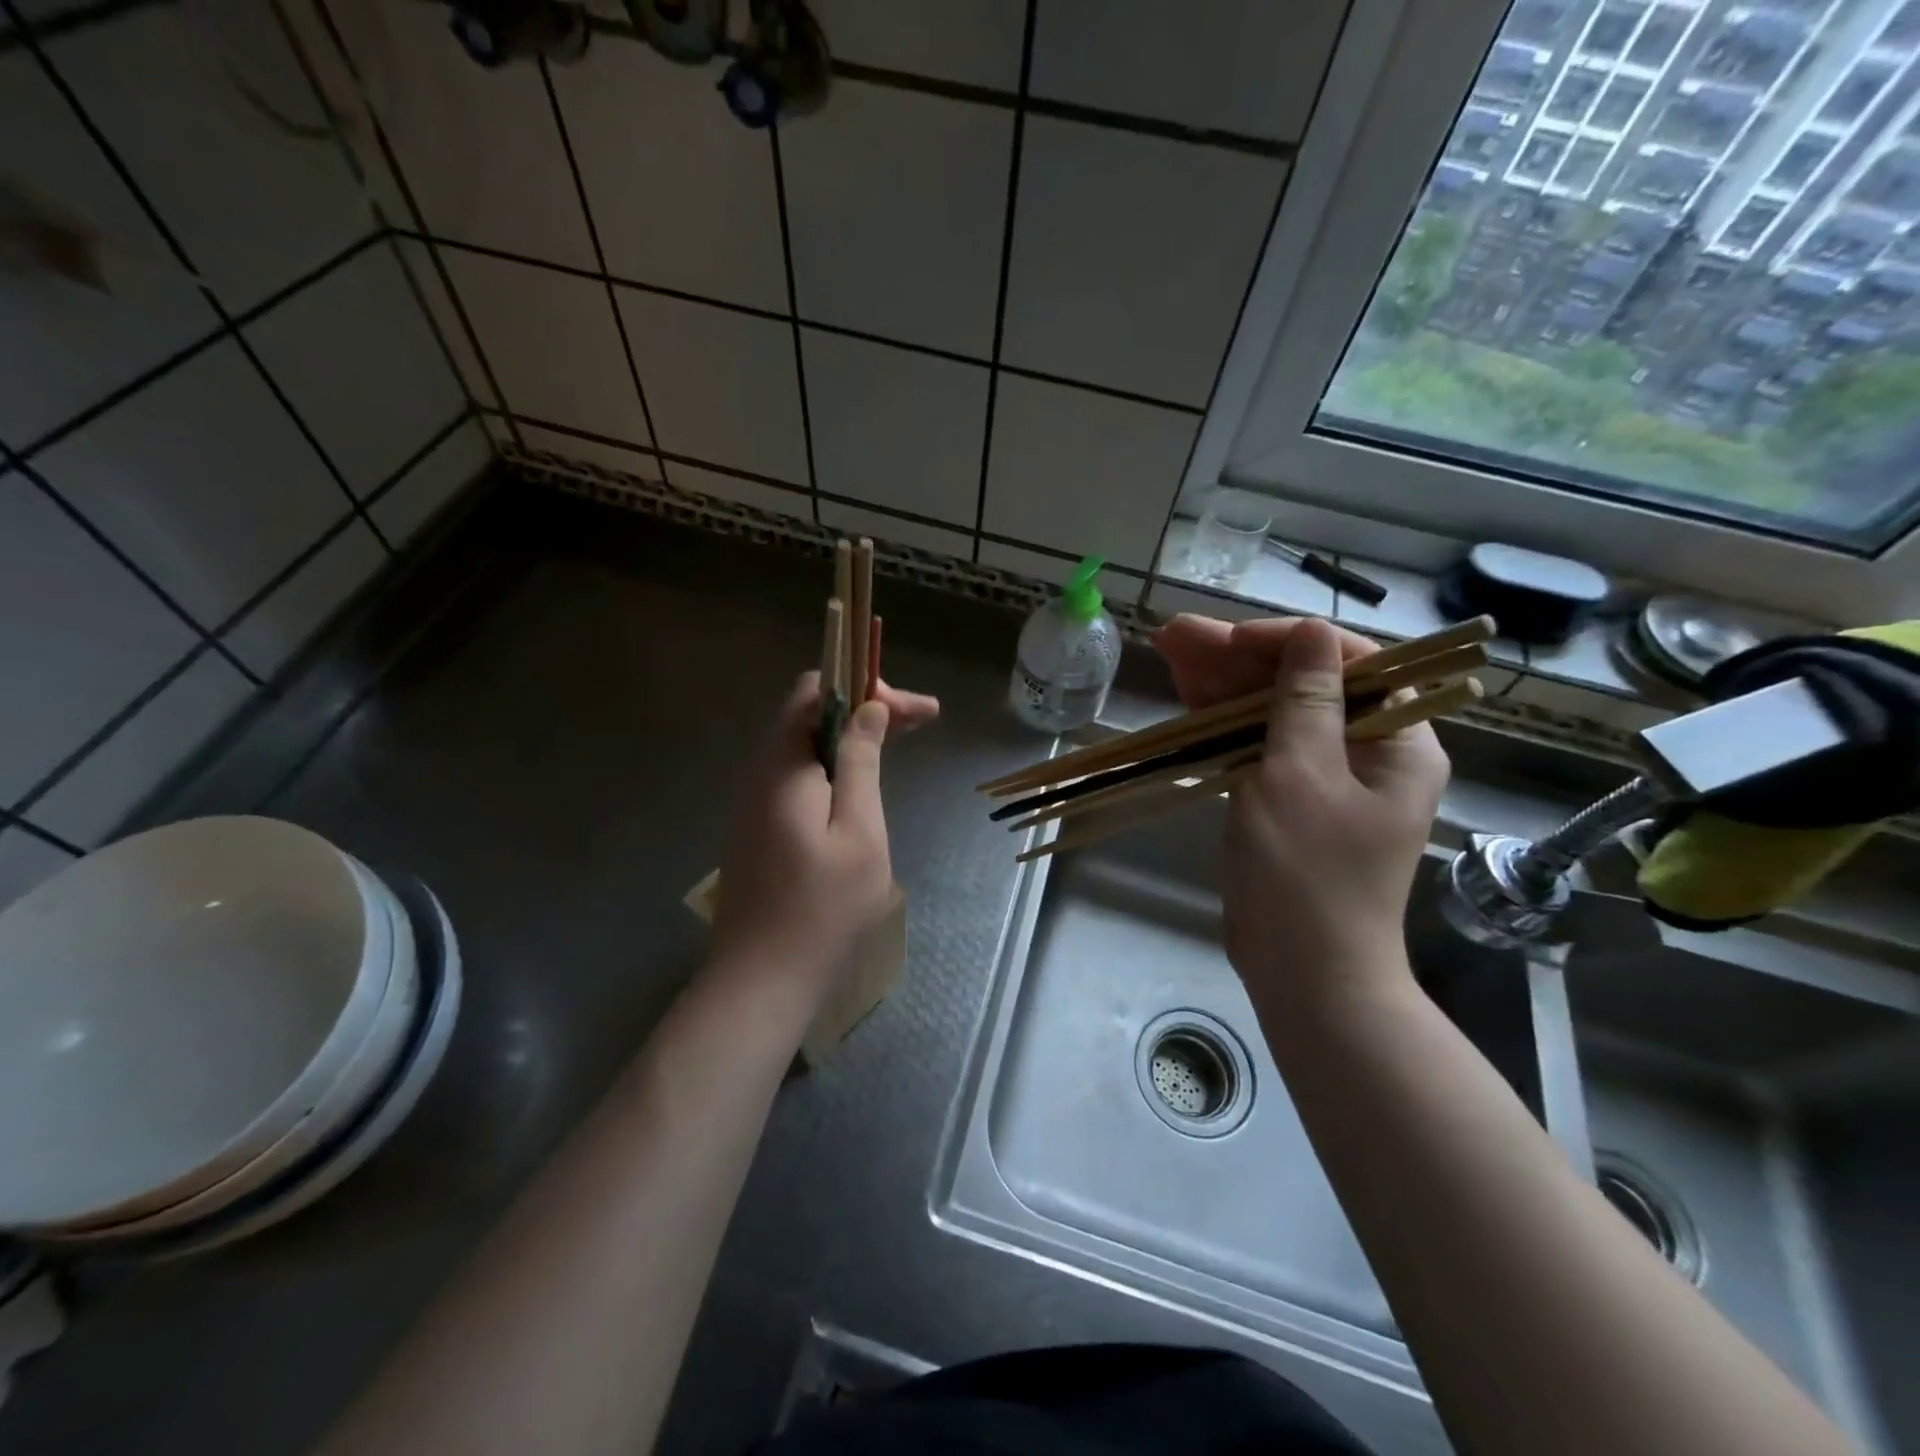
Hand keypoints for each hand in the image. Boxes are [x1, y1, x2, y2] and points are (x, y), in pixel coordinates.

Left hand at [710, 673, 938, 994]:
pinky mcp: (760, 827)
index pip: (816, 692)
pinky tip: (863, 782)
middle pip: (812, 714)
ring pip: (806, 745)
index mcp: (783, 766)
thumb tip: (869, 708)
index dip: (866, 688)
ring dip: (853, 736)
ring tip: (901, 742)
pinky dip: (836, 765)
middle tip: (923, 721)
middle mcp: (761, 773)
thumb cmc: (822, 908)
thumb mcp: (858, 830)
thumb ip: (860, 762)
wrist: (762, 979)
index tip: (915, 710)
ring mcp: (755, 802)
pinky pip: (799, 775)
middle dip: (867, 709)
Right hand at [1153, 614, 1448, 1014]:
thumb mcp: (1301, 776)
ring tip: (1167, 651)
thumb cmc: (1308, 874)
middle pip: (1301, 683)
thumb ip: (1304, 700)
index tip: (1226, 640)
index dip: (1284, 641)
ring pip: (1271, 711)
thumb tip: (1312, 633)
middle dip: (1237, 659)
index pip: (1347, 662)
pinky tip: (1185, 695)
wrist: (1303, 971)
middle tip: (1175, 637)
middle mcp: (1366, 750)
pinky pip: (1257, 744)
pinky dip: (1222, 722)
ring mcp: (1323, 776)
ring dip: (1222, 683)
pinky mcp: (1288, 799)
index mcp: (1396, 740)